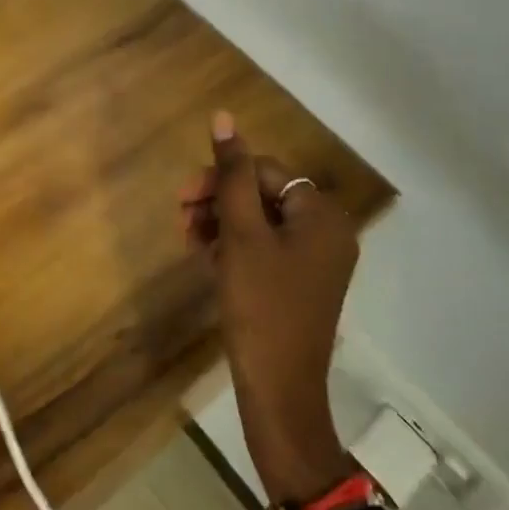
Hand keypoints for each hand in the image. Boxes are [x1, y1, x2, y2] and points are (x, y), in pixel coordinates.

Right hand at [181, 112, 359, 503]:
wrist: (279, 392)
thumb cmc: (261, 307)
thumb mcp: (241, 235)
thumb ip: (232, 175)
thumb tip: (224, 117)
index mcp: (321, 215)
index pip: (266, 172)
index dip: (222, 178)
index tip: (183, 198)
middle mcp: (327, 232)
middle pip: (264, 195)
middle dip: (219, 201)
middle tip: (181, 218)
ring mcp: (315, 262)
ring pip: (261, 223)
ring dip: (222, 223)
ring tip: (188, 240)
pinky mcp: (300, 285)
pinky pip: (265, 250)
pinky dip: (235, 248)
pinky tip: (206, 258)